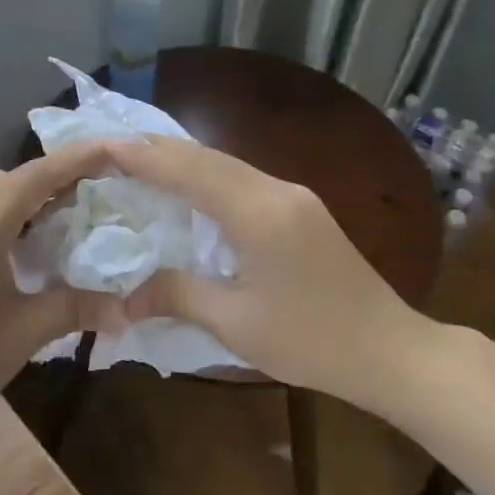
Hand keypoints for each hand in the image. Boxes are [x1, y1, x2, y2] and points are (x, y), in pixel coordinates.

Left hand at [0, 143, 125, 436]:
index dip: (77, 159)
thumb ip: (74, 309)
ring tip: (65, 218)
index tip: (113, 148)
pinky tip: (19, 245)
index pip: (37, 175)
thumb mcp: (21, 334)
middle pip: (12, 179)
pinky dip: (3, 215)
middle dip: (54, 179)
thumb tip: (126, 309)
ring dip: (26, 198)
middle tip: (97, 193)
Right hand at [105, 136, 437, 409]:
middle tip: (111, 147)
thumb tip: (123, 298)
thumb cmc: (312, 341)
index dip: (144, 156)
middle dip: (158, 149)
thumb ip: (177, 296)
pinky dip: (206, 177)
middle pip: (208, 157)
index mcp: (259, 213)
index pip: (189, 171)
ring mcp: (294, 197)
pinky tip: (187, 187)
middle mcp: (277, 191)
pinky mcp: (301, 210)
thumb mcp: (236, 323)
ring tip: (139, 160)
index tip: (103, 144)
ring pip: (226, 164)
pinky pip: (242, 179)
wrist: (391, 350)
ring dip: (182, 160)